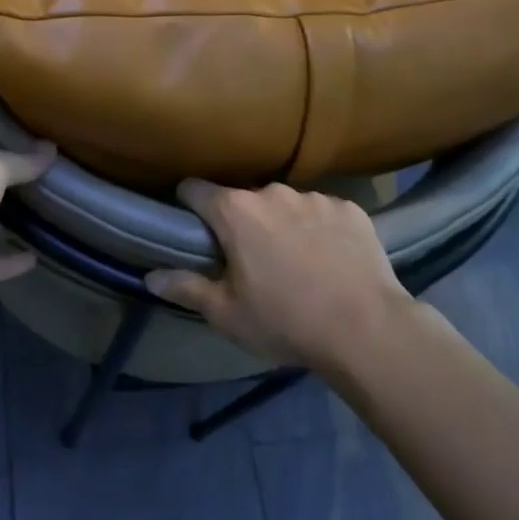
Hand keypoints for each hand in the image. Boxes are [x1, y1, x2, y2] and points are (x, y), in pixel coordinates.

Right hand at [146, 180, 405, 369]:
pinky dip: (321, 231)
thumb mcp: (227, 314)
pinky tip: (331, 262)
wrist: (368, 330)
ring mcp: (315, 197)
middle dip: (242, 223)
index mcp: (235, 211)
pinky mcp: (350, 209)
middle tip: (251, 261)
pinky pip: (324, 213)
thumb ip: (186, 289)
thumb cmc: (286, 321)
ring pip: (286, 206)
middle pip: (244, 200)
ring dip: (283, 226)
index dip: (188, 205)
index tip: (191, 226)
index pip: (195, 189)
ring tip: (298, 264)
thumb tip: (150, 276)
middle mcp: (272, 192)